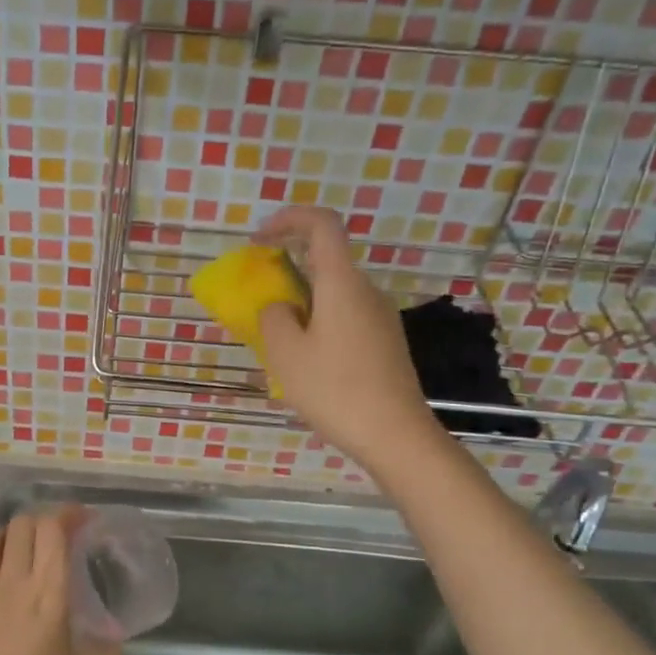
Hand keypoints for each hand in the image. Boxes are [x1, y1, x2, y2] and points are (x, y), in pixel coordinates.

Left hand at [0, 509, 122, 654]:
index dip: (69, 514)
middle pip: (22, 524)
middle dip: (44, 520)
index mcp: (47, 593)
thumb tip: (116, 641)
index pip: (53, 530)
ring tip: (26, 548)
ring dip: (11, 534)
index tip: (84, 519)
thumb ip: (109, 654)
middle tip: (60, 535)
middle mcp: (13, 581)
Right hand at [256, 206, 439, 467]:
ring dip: (302, 305)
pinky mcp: (386, 342)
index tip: (260, 239)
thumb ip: (272, 317)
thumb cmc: (335, 389)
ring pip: (334, 295)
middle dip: (288, 272)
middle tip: (259, 302)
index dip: (289, 219)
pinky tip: (307, 365)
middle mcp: (366, 291)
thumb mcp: (285, 354)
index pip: (322, 225)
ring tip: (279, 345)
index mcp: (342, 283)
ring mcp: (381, 318)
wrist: (395, 435)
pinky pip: (345, 318)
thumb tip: (280, 307)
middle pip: (326, 262)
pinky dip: (319, 324)